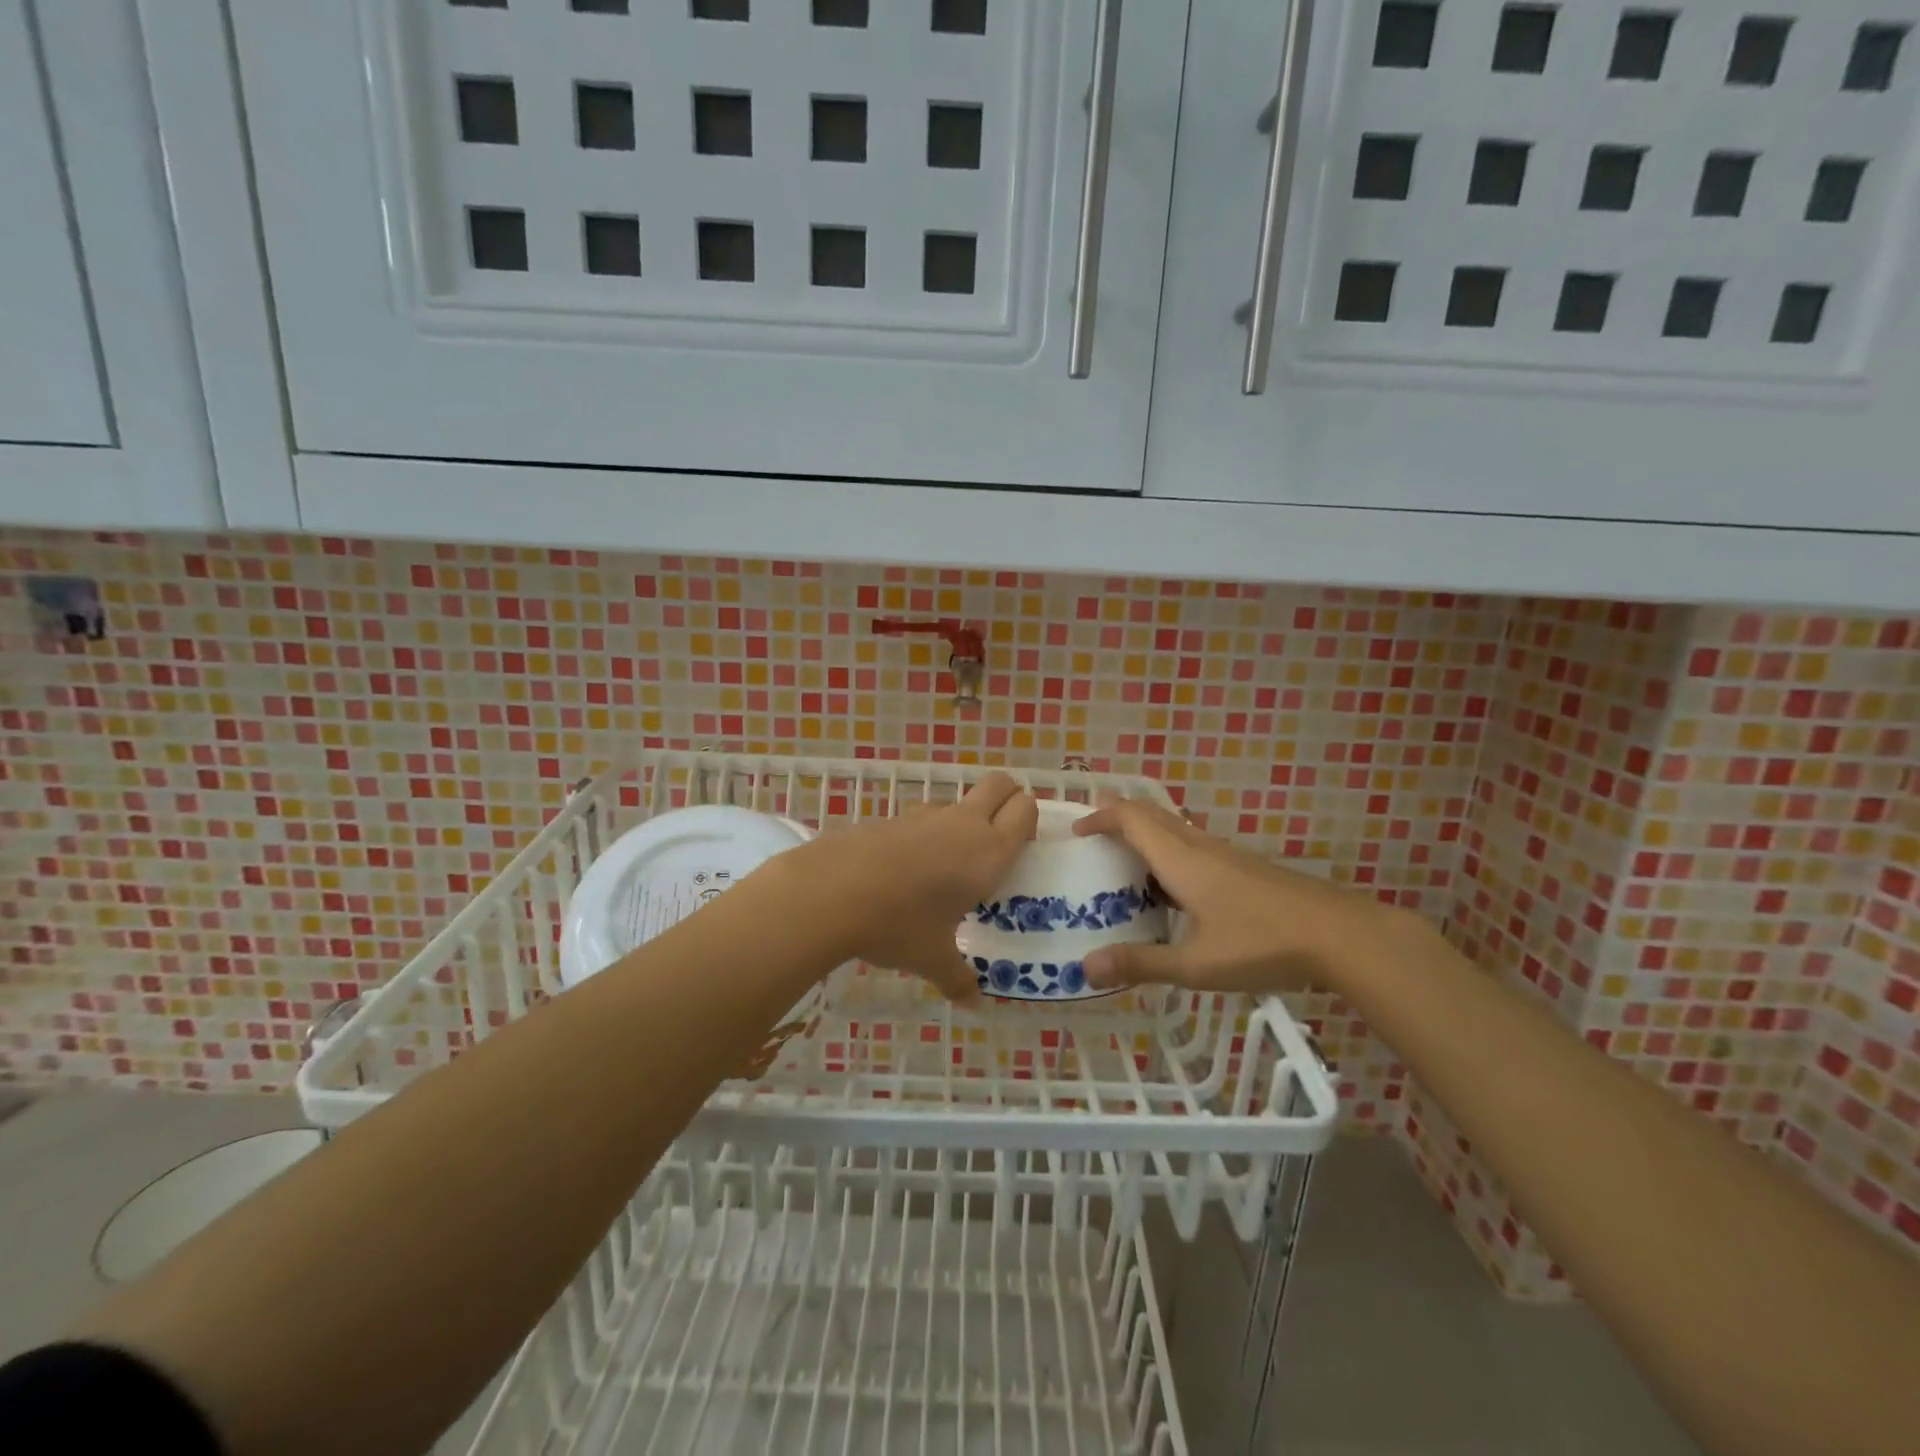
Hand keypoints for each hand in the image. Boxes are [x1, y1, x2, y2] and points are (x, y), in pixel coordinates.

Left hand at [788, 772, 1037, 1004]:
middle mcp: (963, 823)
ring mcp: (924, 816)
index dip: (1028, 821)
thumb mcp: (933, 959)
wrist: (830, 892)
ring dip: (961, 822)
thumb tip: (973, 1003)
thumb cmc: (899, 925)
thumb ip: (958, 979)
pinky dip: (924, 835)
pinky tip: (904, 872)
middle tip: (998, 838)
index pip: (1025, 809)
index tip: (1020, 849)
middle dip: (1007, 799)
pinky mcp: (891, 817)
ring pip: (956, 803)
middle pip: (1000, 784)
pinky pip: (921, 819)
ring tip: (946, 867)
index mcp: (988, 851)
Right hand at [1071, 795, 1404, 994]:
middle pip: (1152, 815)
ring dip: (1145, 838)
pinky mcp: (1246, 868)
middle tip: (1093, 843)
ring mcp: (1227, 855)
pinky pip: (1195, 847)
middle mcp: (1200, 847)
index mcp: (1181, 859)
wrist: (1341, 936)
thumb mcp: (1195, 964)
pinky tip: (1174, 895)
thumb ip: (1140, 964)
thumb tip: (1085, 968)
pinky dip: (1170, 856)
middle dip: (1118, 819)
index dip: (1100, 817)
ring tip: (1125, 871)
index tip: (1076, 832)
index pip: (1131, 818)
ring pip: (1175, 830)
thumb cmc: (1262, 944)